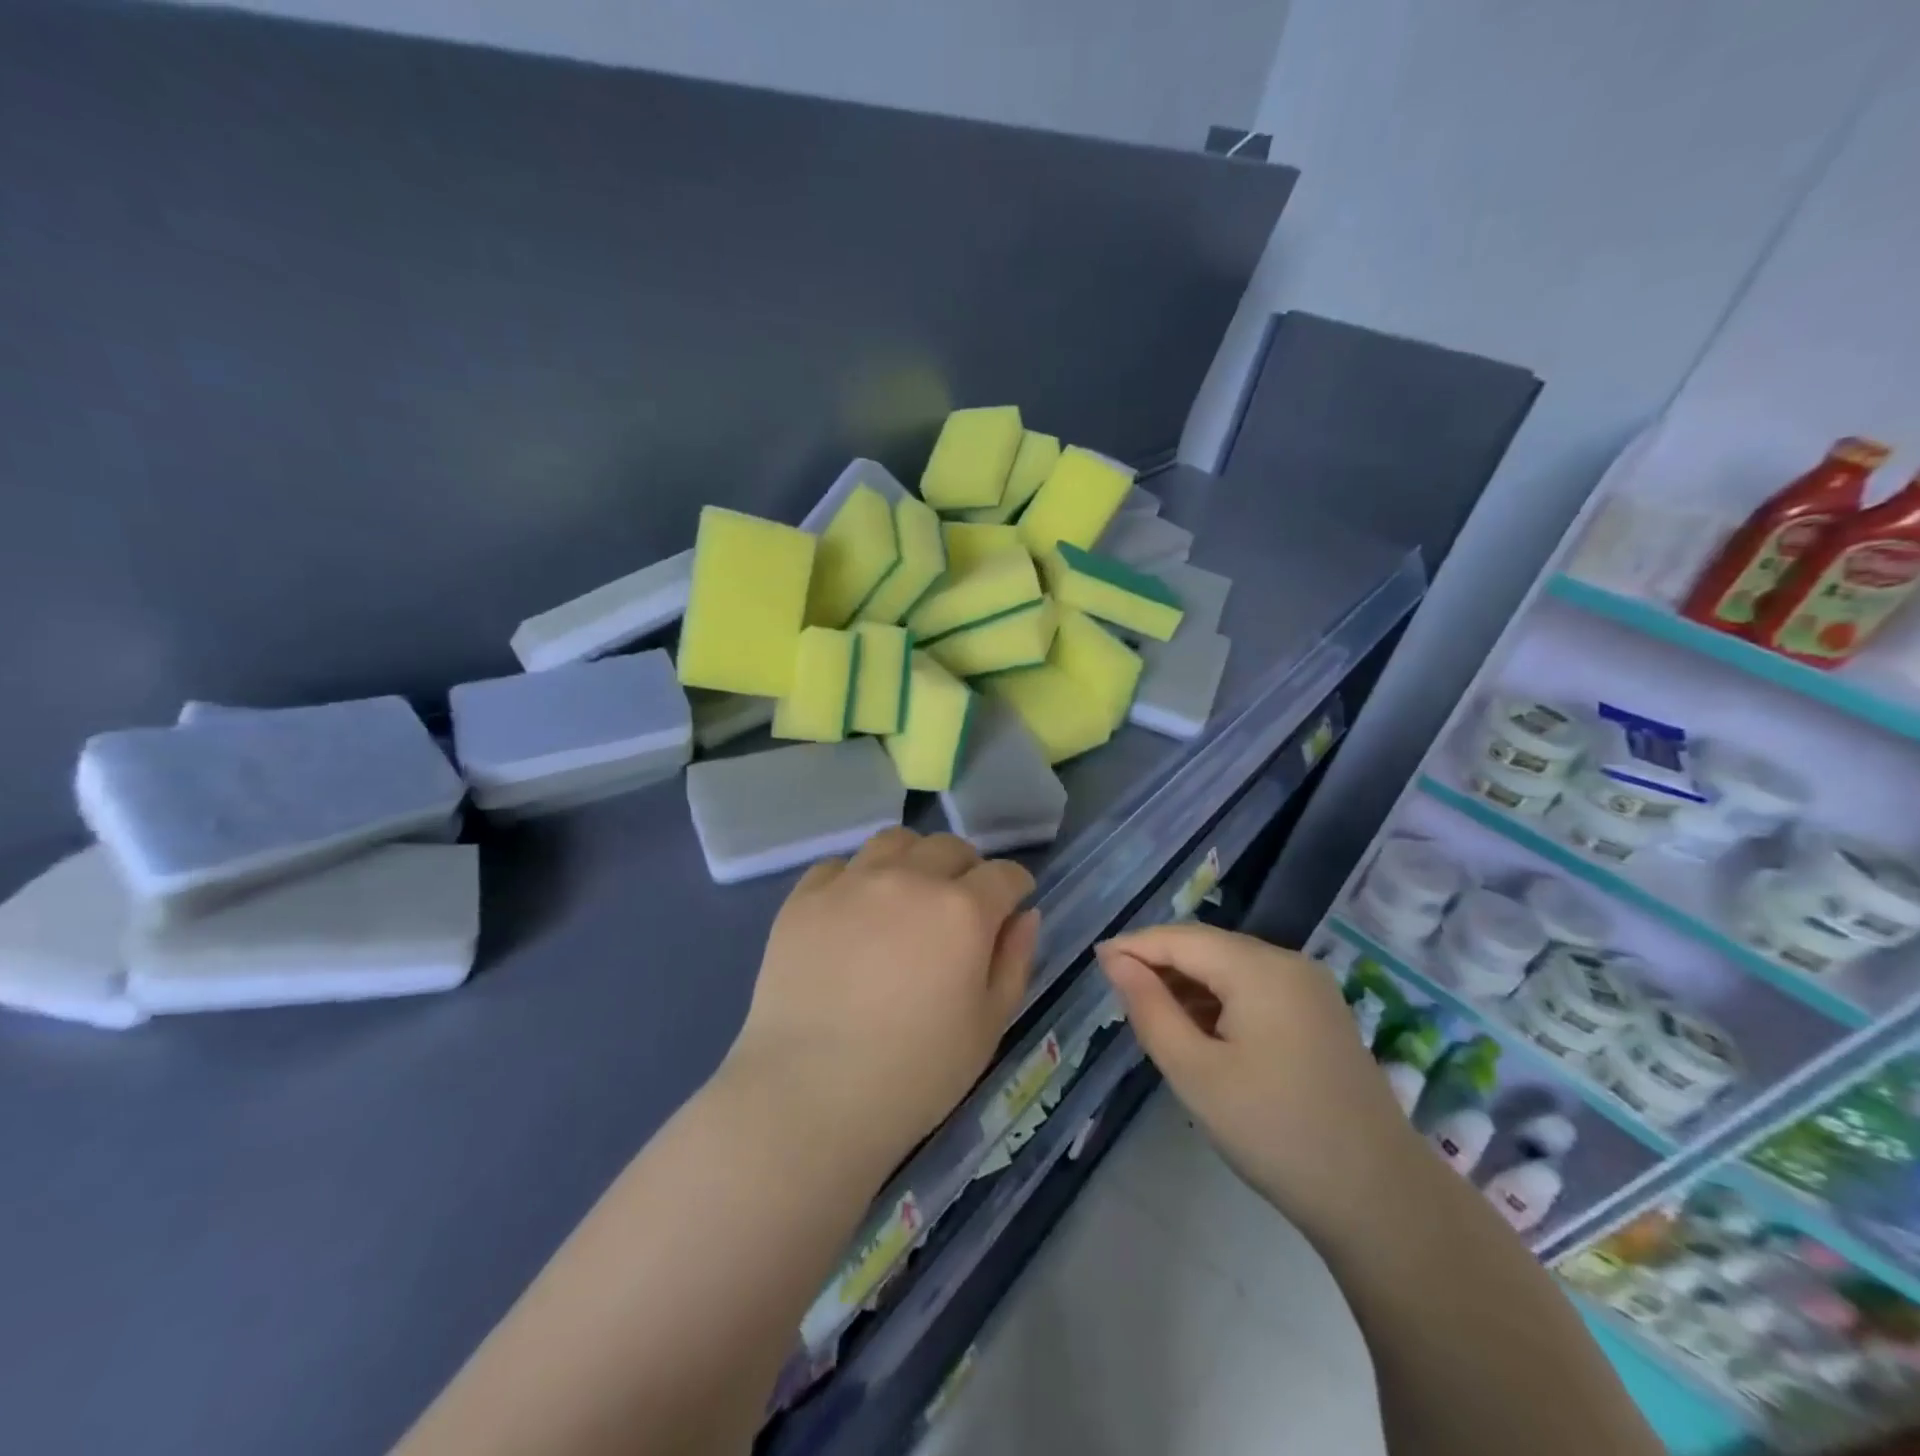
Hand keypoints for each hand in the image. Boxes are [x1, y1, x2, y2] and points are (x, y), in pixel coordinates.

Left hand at [725, 828, 1038, 1176]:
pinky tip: (854, 912)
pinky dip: (857, 878)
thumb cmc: (915, 1074)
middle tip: (961, 903)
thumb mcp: (988, 1026)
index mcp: (963, 910)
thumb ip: (1014, 961)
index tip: (1012, 902)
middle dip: (967, 868)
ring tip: (908, 893)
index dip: (1015, 887)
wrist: (810, 1095)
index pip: (1004, 874)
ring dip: (914, 859)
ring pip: (895, 842)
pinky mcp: (805, 897)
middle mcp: (910, 879)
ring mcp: (852, 883)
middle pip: (950, 847)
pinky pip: (840, 865)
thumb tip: (1024, 915)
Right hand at [1098, 923, 1425, 1231]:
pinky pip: (1256, 988)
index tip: (1094, 963)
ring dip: (1189, 983)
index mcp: (1259, 968)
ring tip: (1152, 1015)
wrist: (1381, 1200)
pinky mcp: (1320, 1014)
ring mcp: (1310, 988)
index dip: (1134, 946)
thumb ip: (1150, 1009)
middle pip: (1207, 947)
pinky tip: (1200, 1030)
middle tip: (1118, 994)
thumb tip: (1115, 961)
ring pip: (1231, 967)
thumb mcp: (1195, 1073)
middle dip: (1160, 964)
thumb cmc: (1274, 1132)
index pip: (1180, 938)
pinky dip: (1220, 1000)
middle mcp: (1288, 963)